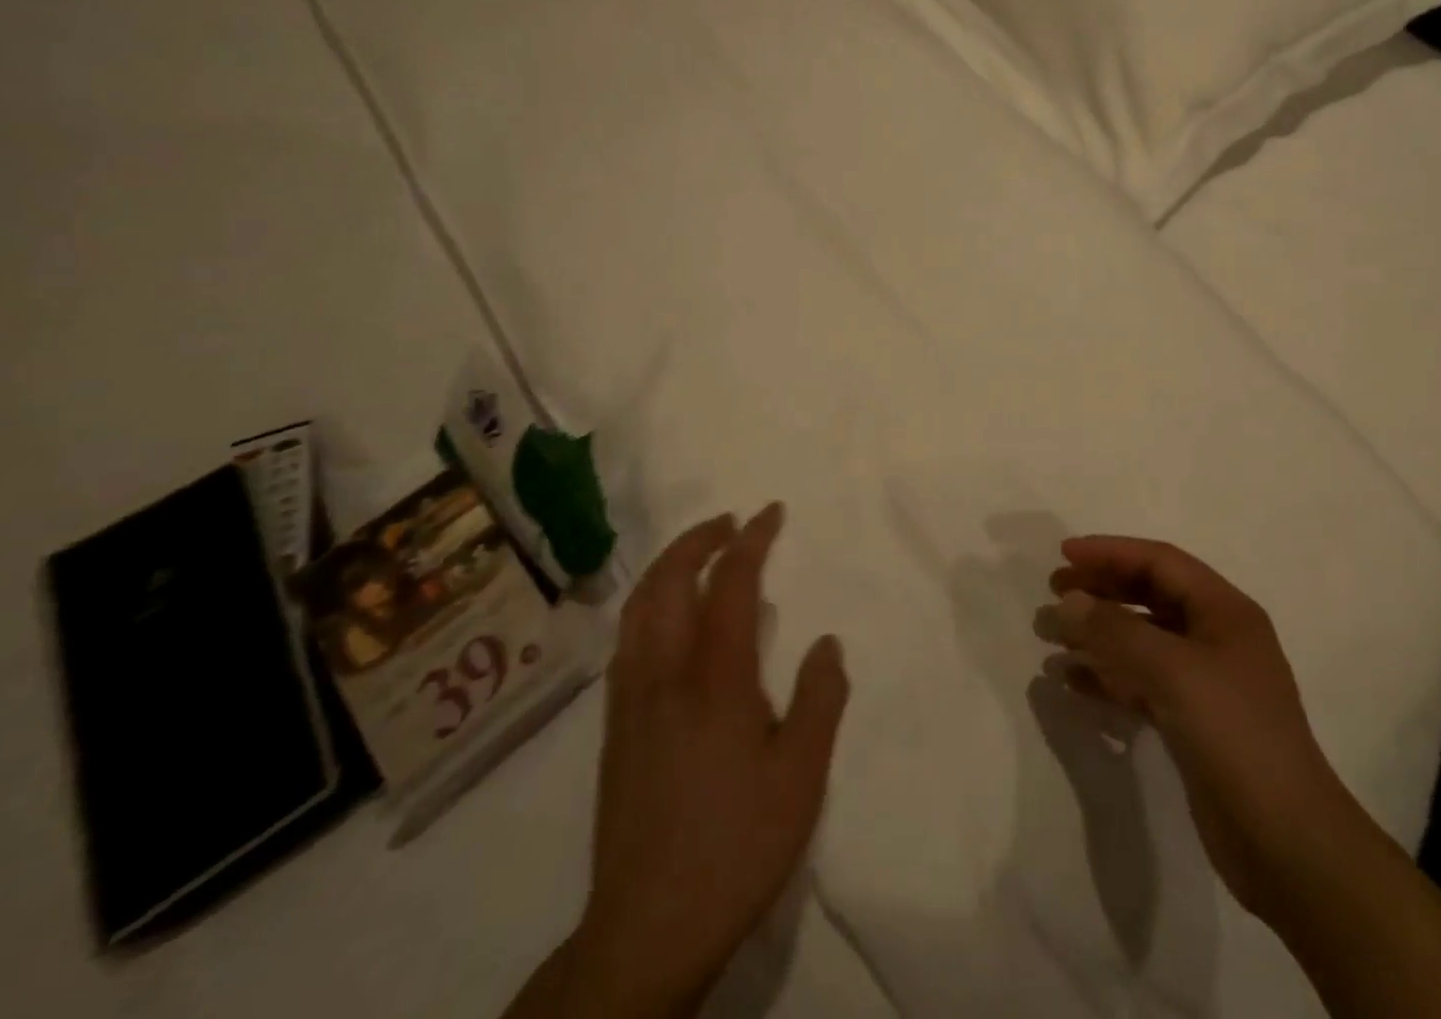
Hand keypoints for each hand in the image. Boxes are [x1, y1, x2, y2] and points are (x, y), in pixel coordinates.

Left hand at [559, 505, 849, 1018]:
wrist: (647, 929)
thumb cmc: (737, 846)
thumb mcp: (801, 777)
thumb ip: (820, 700)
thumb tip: (826, 642)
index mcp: (715, 680)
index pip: (731, 585)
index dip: (751, 540)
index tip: (771, 512)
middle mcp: (664, 675)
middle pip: (669, 582)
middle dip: (699, 538)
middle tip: (731, 521)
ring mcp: (631, 701)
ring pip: (639, 607)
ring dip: (668, 566)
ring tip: (700, 554)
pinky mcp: (614, 728)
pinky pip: (627, 640)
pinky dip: (648, 603)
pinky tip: (667, 619)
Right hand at [1039, 535, 1343, 921]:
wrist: (1286, 843)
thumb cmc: (1235, 735)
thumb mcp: (1173, 671)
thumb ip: (1116, 631)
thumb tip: (1068, 600)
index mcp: (1224, 611)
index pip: (1160, 562)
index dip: (1111, 552)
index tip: (1064, 553)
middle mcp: (1216, 637)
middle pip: (1149, 596)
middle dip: (1101, 591)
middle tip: (1053, 591)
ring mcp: (1205, 682)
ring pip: (1141, 641)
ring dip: (1097, 635)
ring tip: (1050, 637)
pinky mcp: (1191, 722)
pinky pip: (1140, 682)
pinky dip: (1107, 676)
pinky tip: (1071, 681)